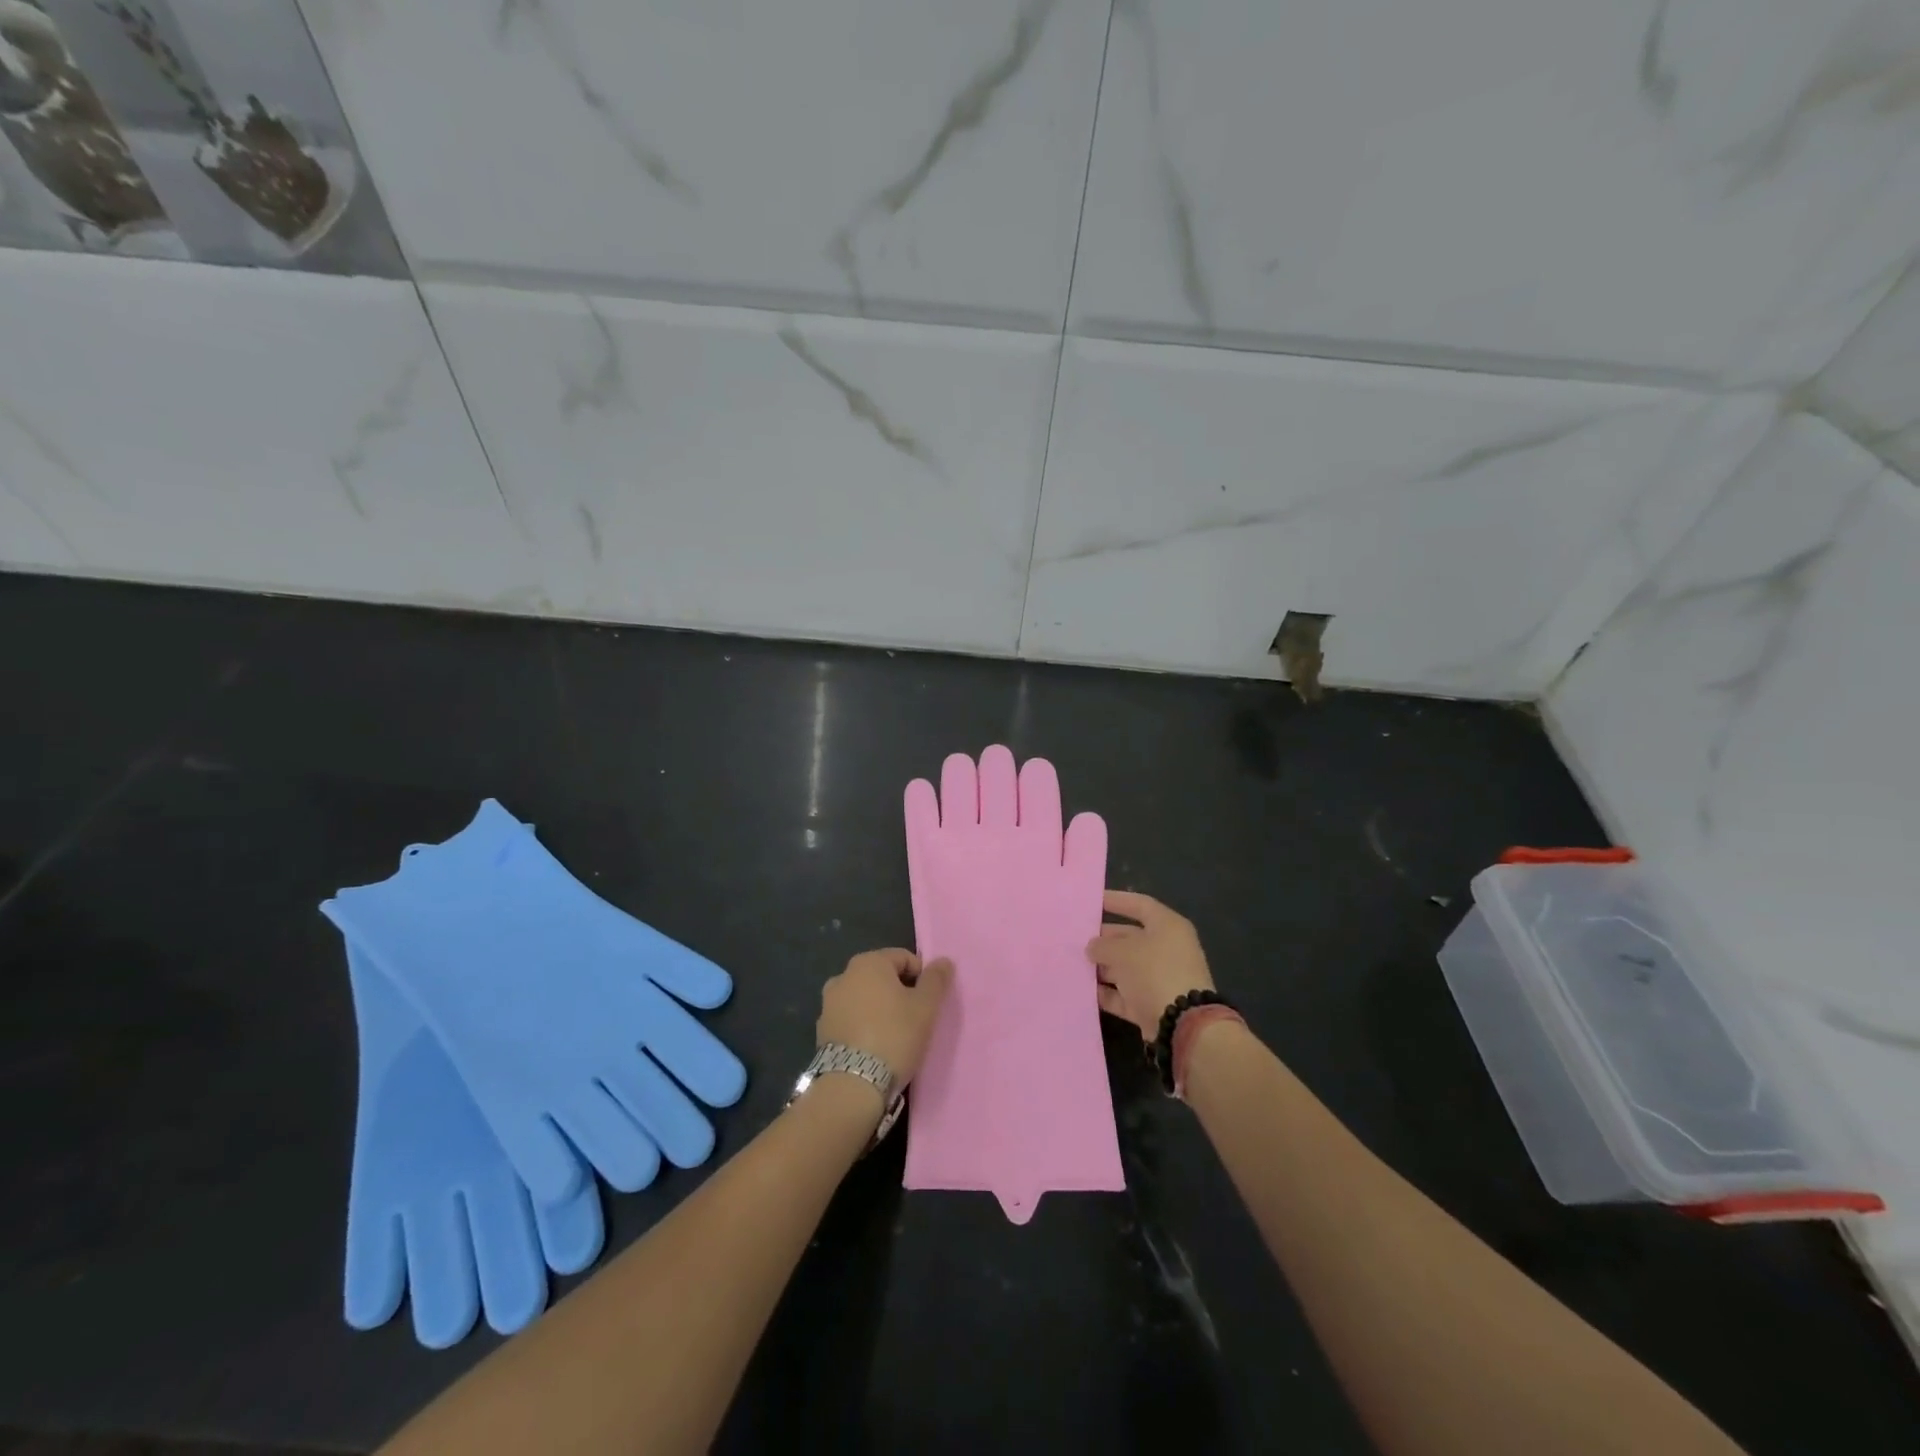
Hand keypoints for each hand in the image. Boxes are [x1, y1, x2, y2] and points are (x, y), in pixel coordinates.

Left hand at [816, 949, 954, 1084]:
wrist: (852, 1085)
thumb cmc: (895, 1036)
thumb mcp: (925, 1007)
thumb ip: (936, 980)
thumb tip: (943, 961)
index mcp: (868, 962)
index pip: (903, 958)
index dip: (921, 977)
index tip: (928, 1002)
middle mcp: (843, 975)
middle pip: (881, 977)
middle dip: (899, 992)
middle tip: (914, 1019)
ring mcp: (828, 1004)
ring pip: (864, 998)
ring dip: (879, 1009)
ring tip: (893, 1035)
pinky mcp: (822, 1030)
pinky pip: (850, 1019)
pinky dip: (863, 1025)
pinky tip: (874, 1047)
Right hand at [1086, 891, 1214, 1039]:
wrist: (1182, 1025)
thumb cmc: (1154, 972)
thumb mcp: (1123, 952)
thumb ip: (1103, 945)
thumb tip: (1093, 947)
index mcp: (1167, 926)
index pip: (1139, 905)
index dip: (1115, 900)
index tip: (1090, 902)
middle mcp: (1166, 949)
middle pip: (1130, 937)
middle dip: (1103, 939)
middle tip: (1075, 939)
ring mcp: (1161, 978)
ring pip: (1126, 967)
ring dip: (1103, 967)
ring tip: (1074, 964)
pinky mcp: (1153, 1004)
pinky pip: (1126, 993)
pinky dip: (1108, 992)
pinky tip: (1085, 991)